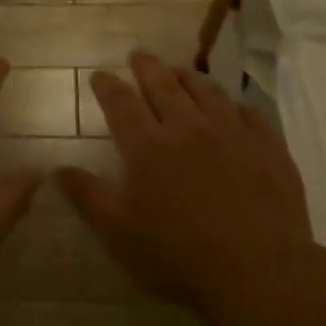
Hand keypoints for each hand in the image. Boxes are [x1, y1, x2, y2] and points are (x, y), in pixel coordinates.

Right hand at [59, 52, 314, 309]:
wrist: (259, 270)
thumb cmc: (178, 255)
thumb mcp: (118, 233)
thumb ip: (87, 196)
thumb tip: (57, 168)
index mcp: (148, 147)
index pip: (122, 104)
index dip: (108, 87)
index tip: (99, 76)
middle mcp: (188, 129)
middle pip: (164, 86)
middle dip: (146, 67)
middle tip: (138, 55)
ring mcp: (232, 134)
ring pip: (207, 92)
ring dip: (187, 76)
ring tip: (177, 69)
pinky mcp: (268, 147)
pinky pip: (248, 112)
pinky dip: (232, 103)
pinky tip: (230, 105)